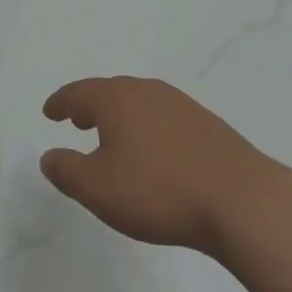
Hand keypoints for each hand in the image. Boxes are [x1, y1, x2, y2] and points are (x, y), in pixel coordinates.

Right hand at [40, 76, 289, 255]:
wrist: (241, 200)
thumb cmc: (159, 191)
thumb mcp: (98, 189)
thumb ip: (67, 171)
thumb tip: (49, 156)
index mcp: (117, 99)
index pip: (78, 93)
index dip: (60, 102)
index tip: (49, 111)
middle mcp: (146, 91)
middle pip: (109, 91)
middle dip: (89, 105)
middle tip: (76, 119)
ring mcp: (180, 105)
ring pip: (138, 102)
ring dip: (119, 115)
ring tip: (111, 136)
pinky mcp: (206, 124)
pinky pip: (162, 117)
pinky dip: (145, 126)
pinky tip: (152, 150)